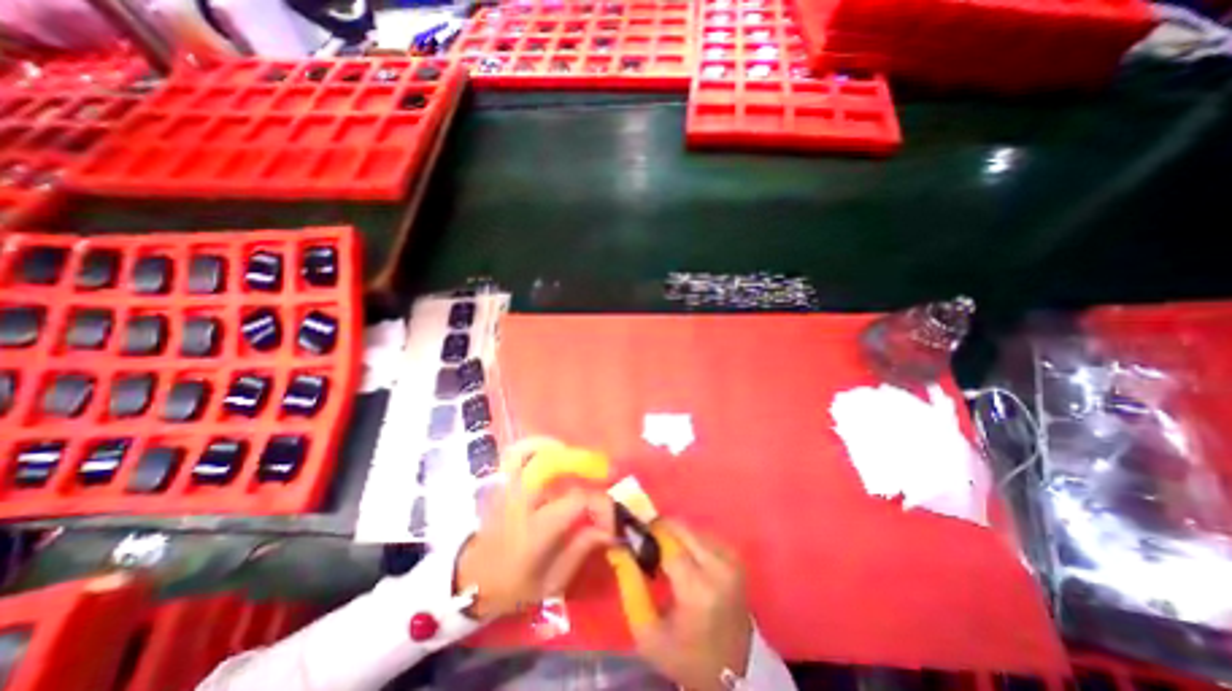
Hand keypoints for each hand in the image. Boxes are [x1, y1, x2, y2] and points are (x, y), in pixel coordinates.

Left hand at [455, 443, 613, 621]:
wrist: (467, 581)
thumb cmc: (510, 587)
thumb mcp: (549, 583)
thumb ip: (579, 551)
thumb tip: (607, 529)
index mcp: (534, 529)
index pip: (577, 500)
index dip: (601, 505)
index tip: (611, 520)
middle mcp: (521, 500)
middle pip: (557, 466)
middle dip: (584, 466)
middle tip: (603, 475)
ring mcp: (508, 487)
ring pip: (532, 452)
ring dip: (559, 451)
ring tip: (577, 461)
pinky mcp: (501, 483)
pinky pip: (517, 453)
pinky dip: (536, 446)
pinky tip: (552, 452)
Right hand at [634, 524, 749, 690]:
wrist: (728, 677)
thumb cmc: (682, 655)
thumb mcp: (646, 630)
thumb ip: (629, 583)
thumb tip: (617, 546)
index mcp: (698, 589)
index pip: (669, 540)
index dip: (649, 531)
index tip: (634, 534)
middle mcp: (720, 568)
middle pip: (683, 529)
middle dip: (661, 530)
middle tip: (647, 546)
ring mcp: (732, 562)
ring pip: (693, 529)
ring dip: (675, 536)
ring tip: (664, 557)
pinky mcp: (737, 560)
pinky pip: (705, 536)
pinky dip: (689, 541)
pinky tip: (683, 561)